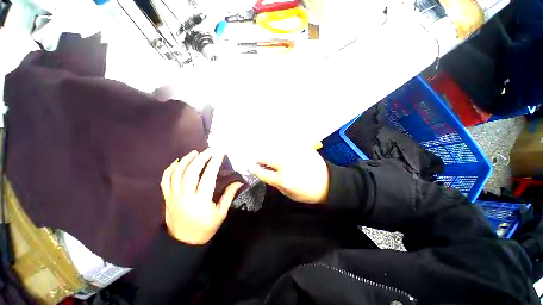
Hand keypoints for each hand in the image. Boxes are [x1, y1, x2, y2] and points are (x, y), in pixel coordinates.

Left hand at [161, 149, 242, 244]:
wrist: (183, 243)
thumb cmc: (205, 228)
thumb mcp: (221, 214)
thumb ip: (229, 196)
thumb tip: (238, 182)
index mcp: (201, 201)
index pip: (208, 177)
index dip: (214, 163)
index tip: (220, 153)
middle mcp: (185, 196)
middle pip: (191, 172)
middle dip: (201, 158)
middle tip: (209, 150)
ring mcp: (173, 196)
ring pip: (177, 173)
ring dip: (186, 160)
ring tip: (195, 152)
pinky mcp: (167, 197)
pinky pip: (165, 180)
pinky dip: (170, 168)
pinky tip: (178, 161)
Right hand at [251, 147, 328, 203]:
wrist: (328, 183)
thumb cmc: (308, 193)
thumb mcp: (289, 194)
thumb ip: (276, 184)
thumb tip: (267, 173)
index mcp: (283, 179)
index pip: (263, 173)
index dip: (256, 170)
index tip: (252, 167)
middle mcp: (286, 164)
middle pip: (266, 157)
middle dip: (260, 159)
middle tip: (260, 160)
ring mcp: (294, 154)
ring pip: (275, 149)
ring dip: (270, 152)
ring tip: (271, 155)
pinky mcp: (301, 148)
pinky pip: (287, 145)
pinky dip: (282, 147)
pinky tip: (282, 150)